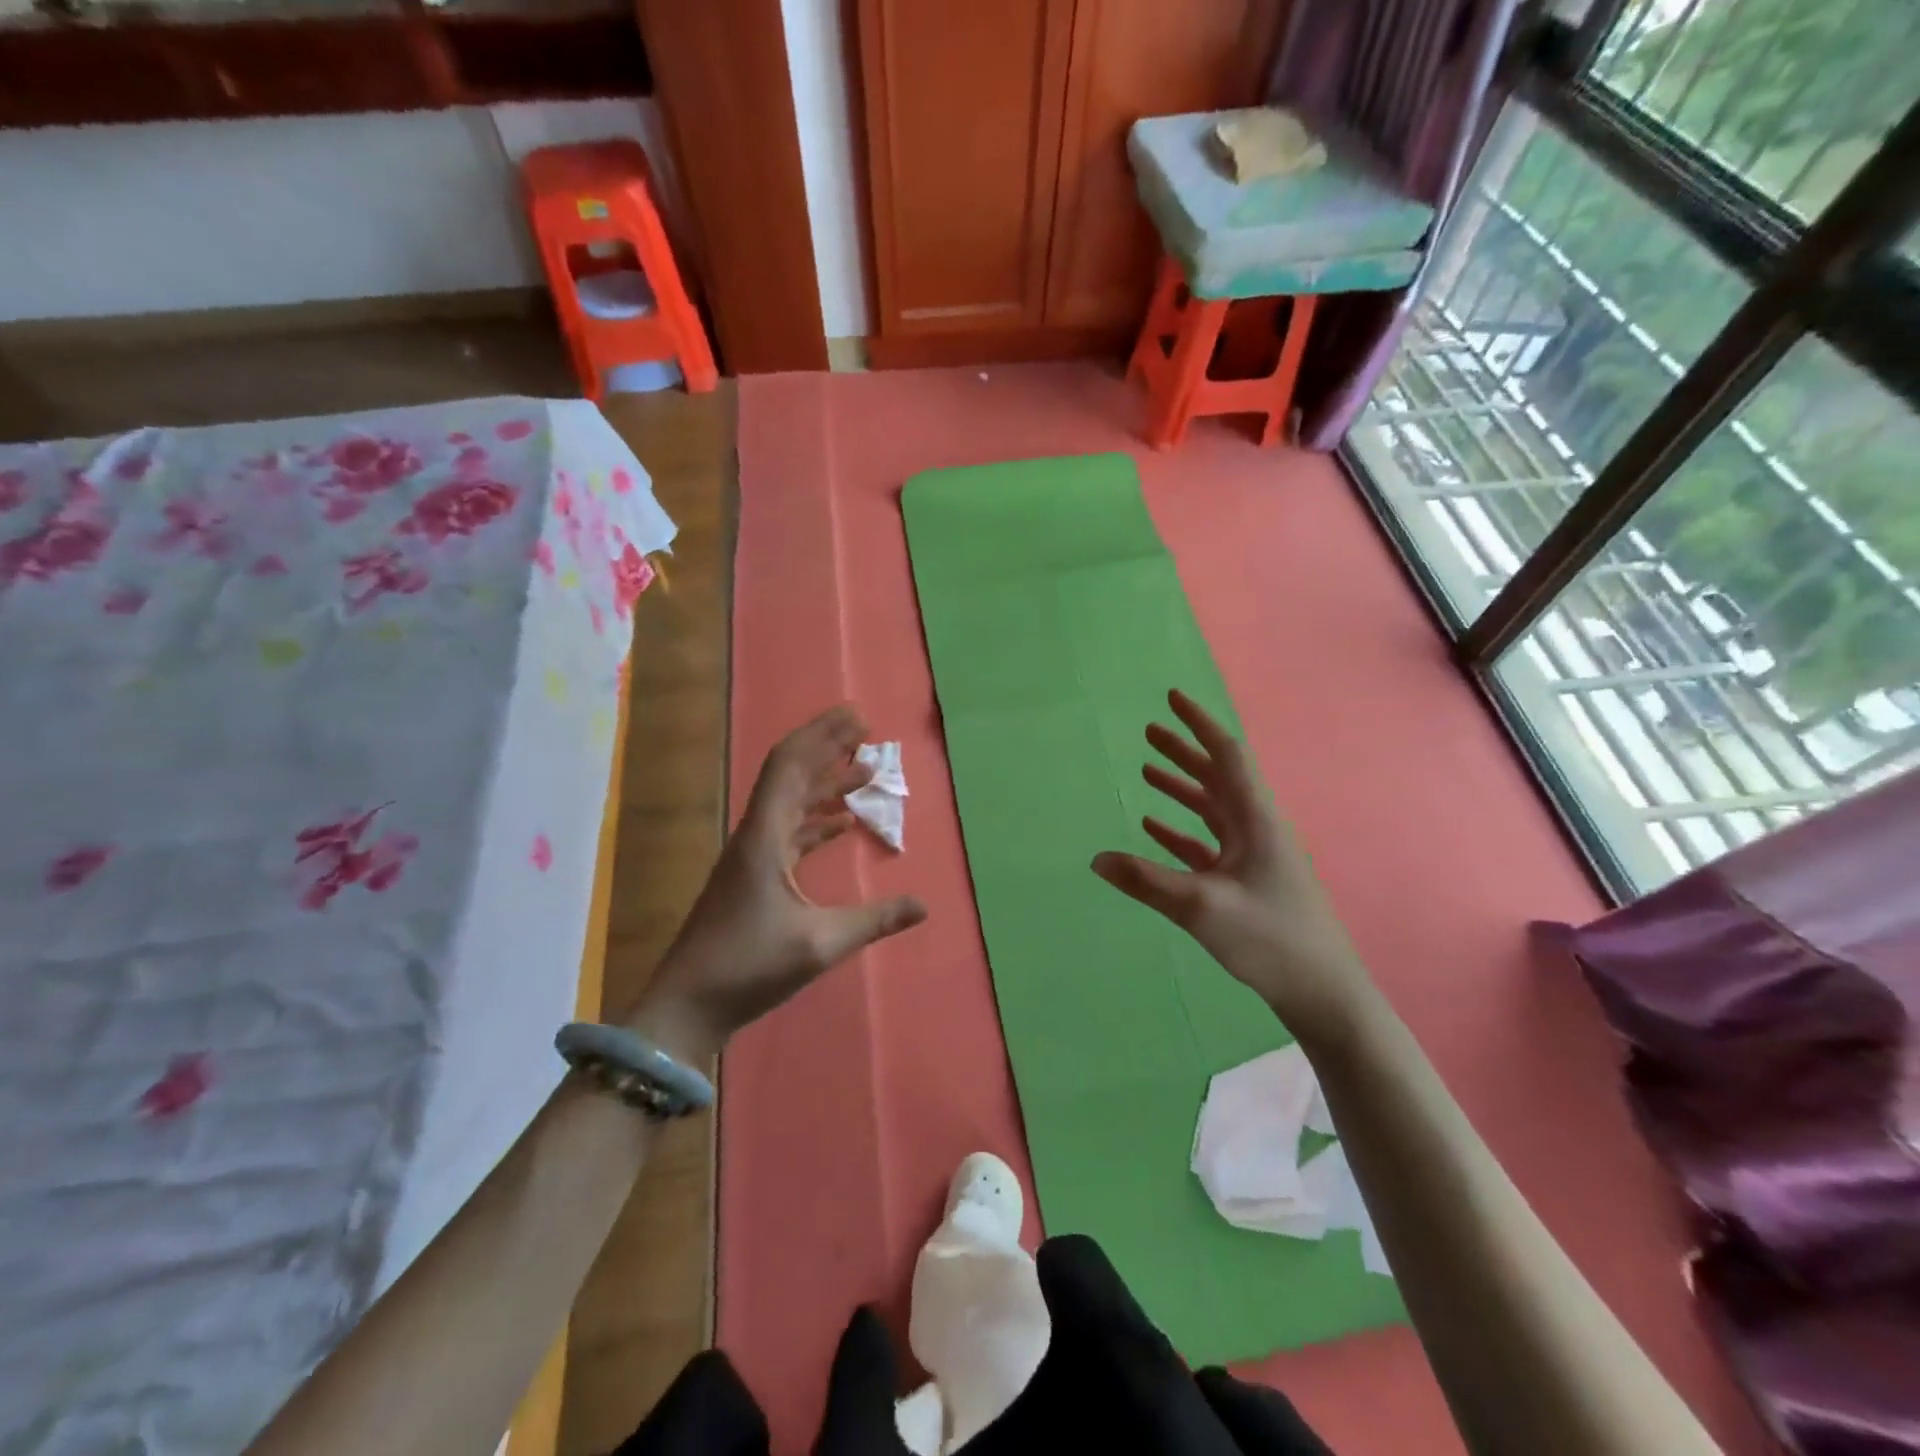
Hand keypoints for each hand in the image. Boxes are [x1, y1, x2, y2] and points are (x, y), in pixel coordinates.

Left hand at [626, 705, 927, 1061]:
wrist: (687, 1006)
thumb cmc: (748, 968)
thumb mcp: (819, 944)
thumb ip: (874, 920)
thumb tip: (924, 905)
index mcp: (764, 837)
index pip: (790, 766)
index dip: (822, 735)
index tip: (856, 717)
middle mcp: (755, 835)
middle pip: (791, 775)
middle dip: (827, 748)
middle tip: (866, 731)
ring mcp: (752, 856)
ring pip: (791, 803)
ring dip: (825, 784)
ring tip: (865, 771)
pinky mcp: (753, 878)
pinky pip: (790, 832)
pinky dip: (817, 820)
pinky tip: (842, 823)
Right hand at [1090, 690, 1377, 1048]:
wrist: (1321, 991)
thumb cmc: (1269, 938)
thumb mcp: (1201, 907)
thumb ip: (1146, 882)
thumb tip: (1096, 860)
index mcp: (1255, 819)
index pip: (1225, 755)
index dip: (1198, 723)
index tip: (1172, 698)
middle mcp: (1256, 828)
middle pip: (1216, 776)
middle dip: (1184, 751)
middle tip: (1148, 732)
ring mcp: (1253, 855)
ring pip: (1212, 808)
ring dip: (1181, 788)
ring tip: (1147, 770)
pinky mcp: (1247, 881)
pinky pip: (1208, 842)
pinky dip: (1182, 829)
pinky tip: (1155, 827)